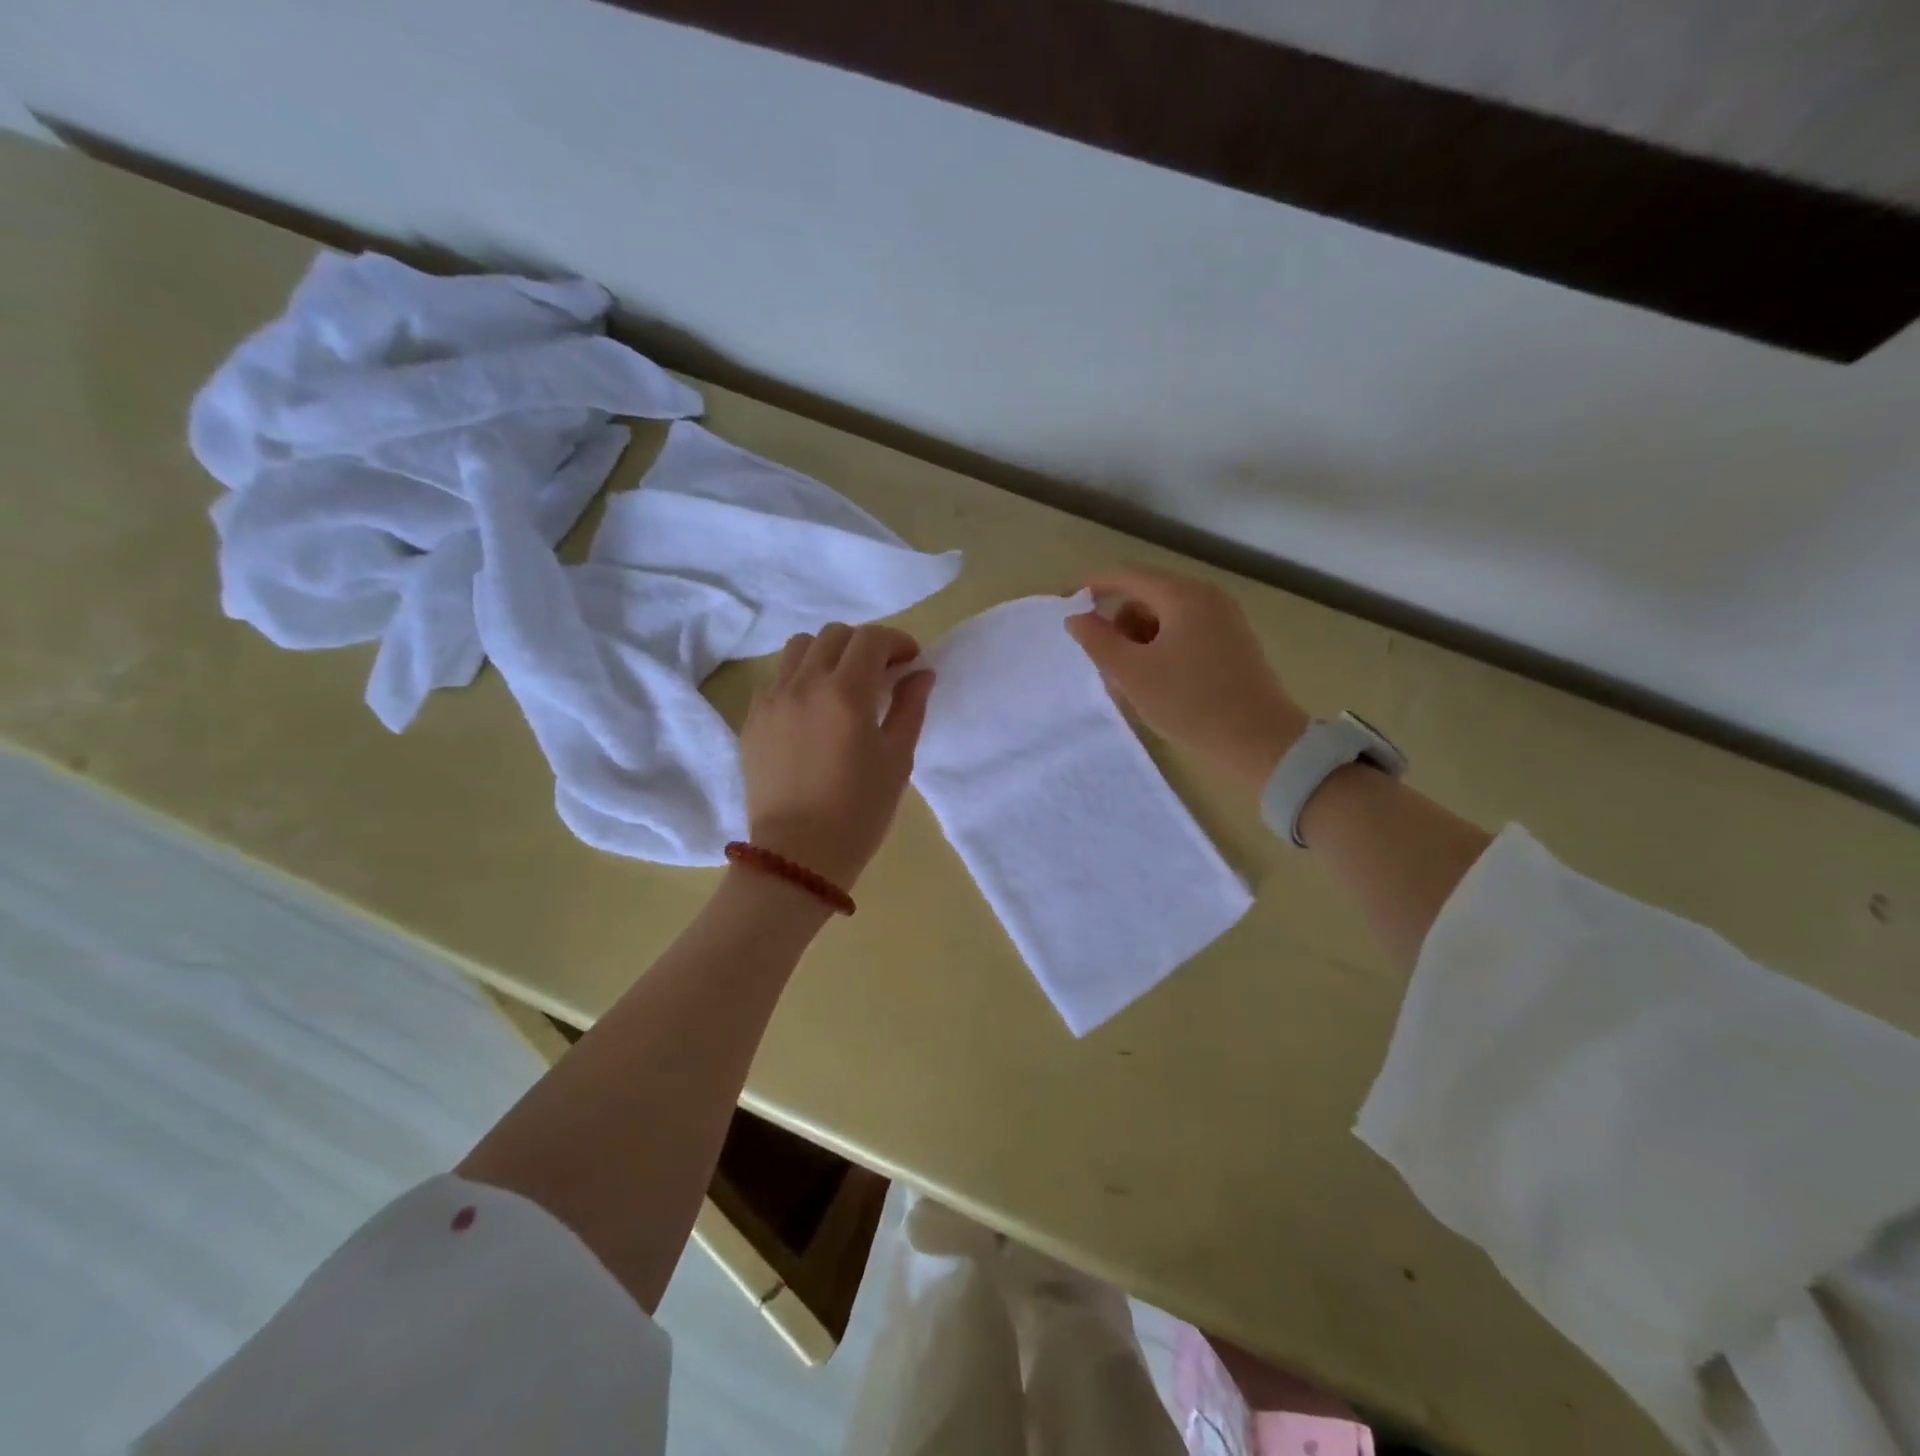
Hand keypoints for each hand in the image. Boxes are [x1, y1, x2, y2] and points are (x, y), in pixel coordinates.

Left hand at [739, 623, 934, 888]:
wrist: (798, 855)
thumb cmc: (859, 811)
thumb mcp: (897, 759)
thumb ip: (910, 708)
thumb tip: (920, 674)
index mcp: (845, 692)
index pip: (871, 639)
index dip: (896, 641)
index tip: (910, 661)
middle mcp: (804, 683)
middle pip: (834, 635)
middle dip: (864, 644)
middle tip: (881, 673)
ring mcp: (771, 699)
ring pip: (799, 648)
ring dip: (827, 654)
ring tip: (842, 684)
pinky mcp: (752, 719)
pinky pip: (777, 678)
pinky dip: (800, 678)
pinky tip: (812, 709)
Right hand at [1064, 564, 1308, 789]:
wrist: (1259, 740)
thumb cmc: (1190, 703)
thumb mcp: (1132, 674)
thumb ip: (1098, 641)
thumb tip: (1076, 618)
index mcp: (1183, 595)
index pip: (1126, 575)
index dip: (1090, 585)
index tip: (1065, 604)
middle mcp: (1206, 597)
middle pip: (1146, 595)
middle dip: (1118, 624)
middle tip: (1105, 664)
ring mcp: (1224, 619)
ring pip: (1164, 617)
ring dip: (1138, 641)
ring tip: (1131, 682)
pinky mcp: (1232, 642)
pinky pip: (1184, 632)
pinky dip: (1161, 649)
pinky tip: (1157, 684)